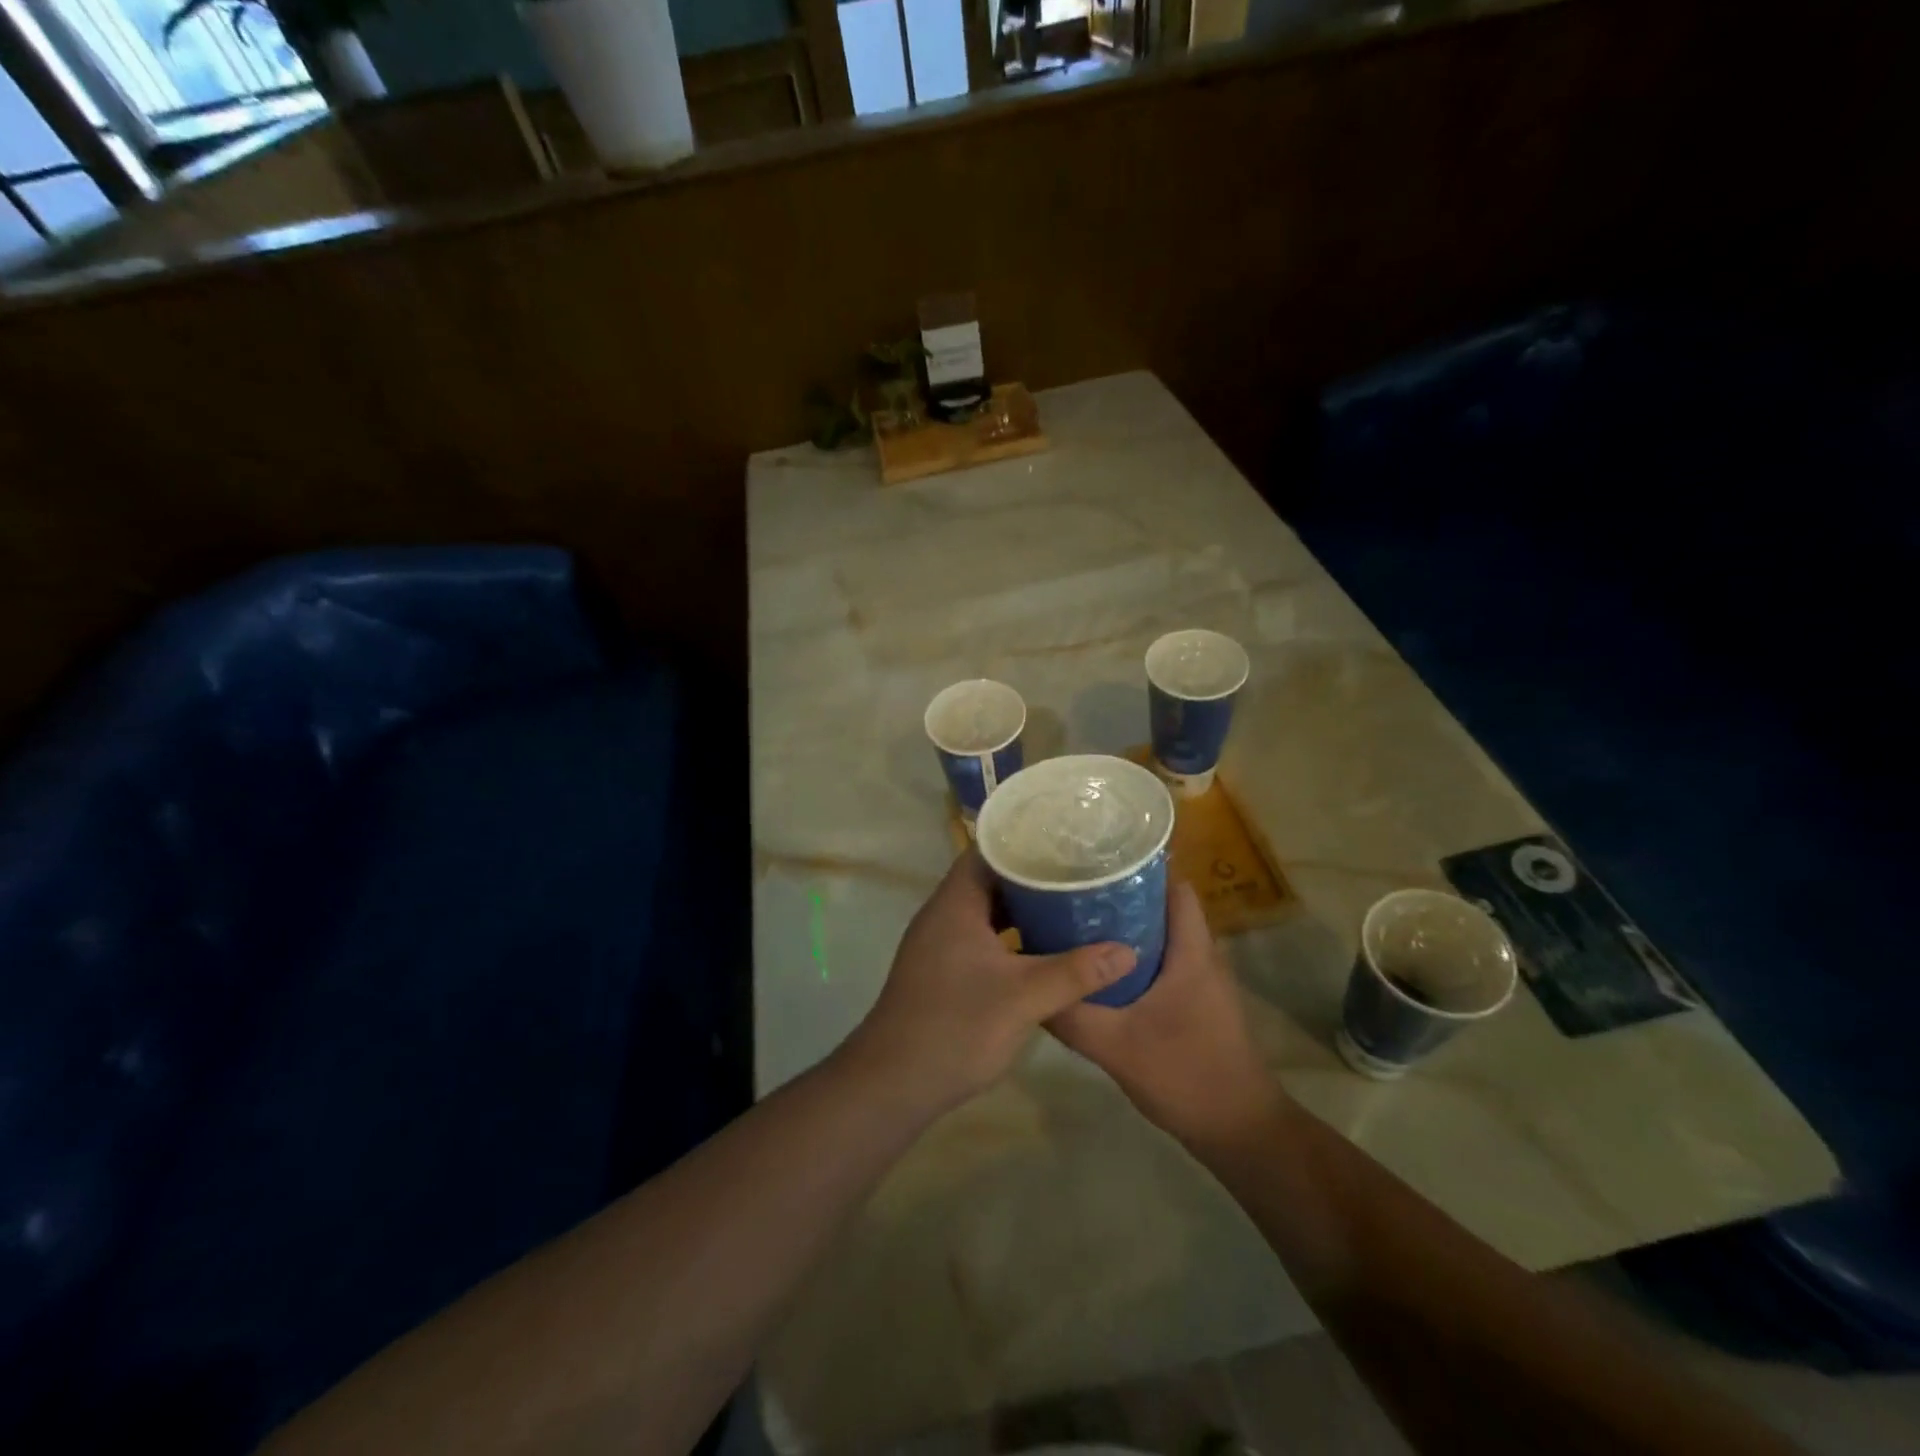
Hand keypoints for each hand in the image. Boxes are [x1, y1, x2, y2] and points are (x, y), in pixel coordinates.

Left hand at [842, 851, 1136, 1117]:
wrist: (894, 1084)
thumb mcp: (1024, 998)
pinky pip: (981, 937)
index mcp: (955, 904)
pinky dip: (1010, 936)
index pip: (988, 851)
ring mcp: (939, 944)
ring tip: (1068, 905)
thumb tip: (1128, 951)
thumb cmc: (956, 1027)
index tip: (1064, 840)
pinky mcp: (942, 970)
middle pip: (989, 879)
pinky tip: (1042, 949)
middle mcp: (943, 915)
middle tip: (1077, 873)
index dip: (1024, 841)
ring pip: (986, 911)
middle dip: (1031, 876)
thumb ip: (1076, 972)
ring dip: (1022, 908)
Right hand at [1048, 881, 1283, 1147]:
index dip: (1141, 869)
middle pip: (1163, 908)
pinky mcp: (1196, 1005)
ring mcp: (1202, 983)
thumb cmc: (1187, 1076)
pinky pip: (1162, 964)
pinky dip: (1133, 959)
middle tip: (1074, 894)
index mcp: (1192, 952)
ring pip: (1162, 938)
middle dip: (1122, 897)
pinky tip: (1099, 973)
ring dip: (1126, 930)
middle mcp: (1202, 958)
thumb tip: (1027, 987)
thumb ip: (1072, 1016)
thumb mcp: (1117, 1047)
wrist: (1241, 1133)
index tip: (1097, 863)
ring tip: (1079, 925)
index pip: (1175, 887)